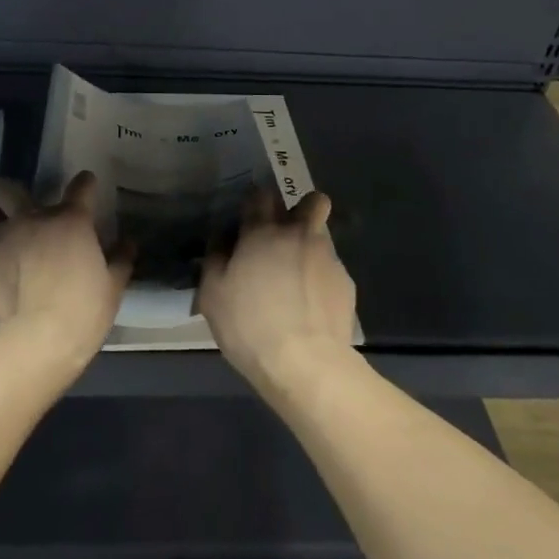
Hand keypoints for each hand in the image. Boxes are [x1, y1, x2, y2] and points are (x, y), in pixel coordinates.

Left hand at [0, 171, 129, 375]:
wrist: (34, 343)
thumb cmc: (82, 312)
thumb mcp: (112, 288)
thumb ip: (120, 259)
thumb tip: (128, 243)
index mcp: (72, 220)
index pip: (81, 186)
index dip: (86, 184)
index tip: (88, 186)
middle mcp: (35, 218)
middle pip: (15, 191)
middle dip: (16, 194)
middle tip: (28, 213)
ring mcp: (5, 237)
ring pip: (4, 223)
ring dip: (14, 233)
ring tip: (20, 257)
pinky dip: (4, 259)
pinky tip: (10, 280)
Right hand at [198, 190, 356, 394]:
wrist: (306, 364)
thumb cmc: (250, 326)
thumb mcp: (212, 295)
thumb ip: (215, 259)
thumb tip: (222, 241)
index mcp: (262, 232)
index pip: (261, 194)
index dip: (255, 202)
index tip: (249, 219)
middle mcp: (298, 234)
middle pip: (311, 200)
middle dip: (301, 209)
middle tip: (284, 237)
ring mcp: (327, 257)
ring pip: (322, 234)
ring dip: (310, 246)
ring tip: (296, 279)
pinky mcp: (346, 282)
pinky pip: (331, 268)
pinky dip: (321, 279)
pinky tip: (311, 306)